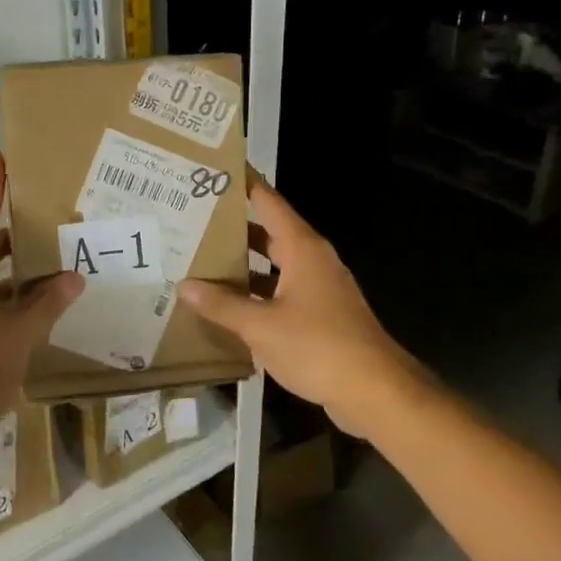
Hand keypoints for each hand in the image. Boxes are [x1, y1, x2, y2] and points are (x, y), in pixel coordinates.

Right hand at [179, 174, 425, 434]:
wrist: (375, 391)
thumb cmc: (318, 347)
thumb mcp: (261, 325)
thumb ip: (222, 304)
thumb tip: (185, 286)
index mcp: (302, 248)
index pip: (269, 202)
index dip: (244, 184)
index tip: (216, 170)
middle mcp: (312, 259)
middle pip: (269, 231)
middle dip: (234, 226)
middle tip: (194, 219)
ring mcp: (319, 287)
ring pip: (274, 264)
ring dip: (244, 263)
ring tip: (202, 259)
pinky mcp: (321, 313)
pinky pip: (281, 290)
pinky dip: (256, 291)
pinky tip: (229, 304)